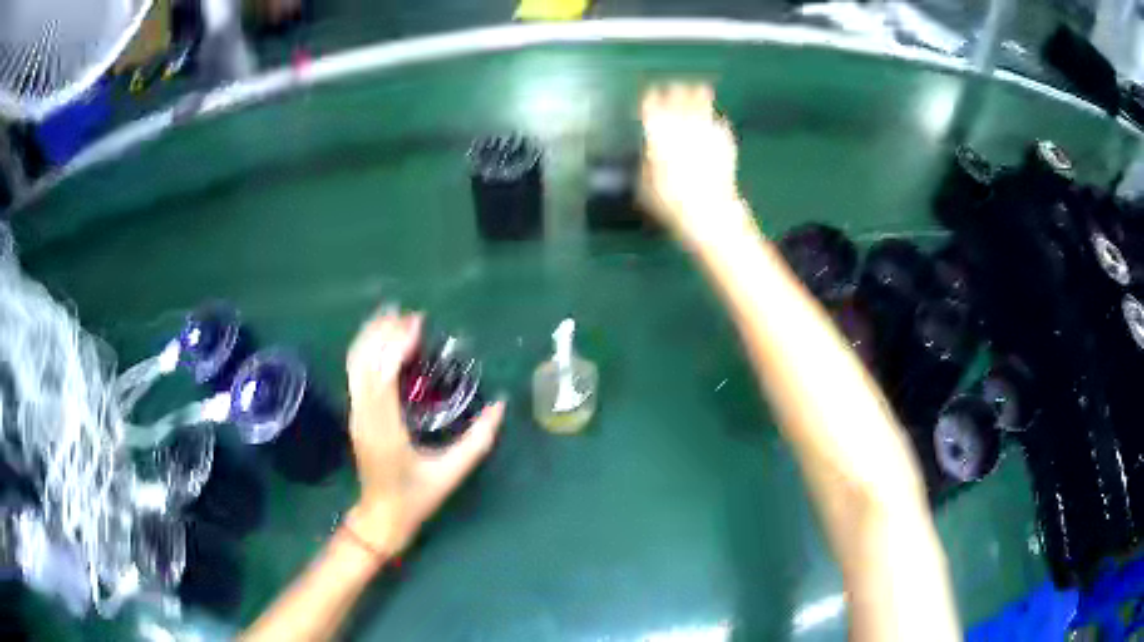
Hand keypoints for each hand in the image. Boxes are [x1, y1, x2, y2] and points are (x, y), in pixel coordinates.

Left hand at [343, 310, 505, 555]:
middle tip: (408, 316)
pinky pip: (355, 373)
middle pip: (364, 361)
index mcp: (385, 428)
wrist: (381, 517)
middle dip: (383, 333)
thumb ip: (478, 440)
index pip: (383, 375)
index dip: (396, 345)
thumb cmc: (416, 498)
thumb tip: (500, 406)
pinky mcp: (356, 415)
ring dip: (371, 337)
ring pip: (355, 364)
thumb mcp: (451, 473)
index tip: (417, 324)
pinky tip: (380, 341)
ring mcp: (356, 414)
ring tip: (392, 318)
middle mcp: (364, 415)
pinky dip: (366, 351)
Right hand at [640, 84, 751, 241]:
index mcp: (657, 129)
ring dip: (698, 96)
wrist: (708, 208)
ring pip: (702, 103)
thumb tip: (649, 154)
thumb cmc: (669, 199)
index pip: (651, 104)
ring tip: (700, 89)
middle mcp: (682, 122)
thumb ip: (646, 161)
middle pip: (677, 97)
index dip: (650, 98)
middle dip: (675, 92)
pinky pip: (719, 122)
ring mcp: (706, 128)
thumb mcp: (644, 182)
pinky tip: (715, 121)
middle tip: (674, 88)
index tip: (650, 94)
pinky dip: (715, 120)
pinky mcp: (725, 139)